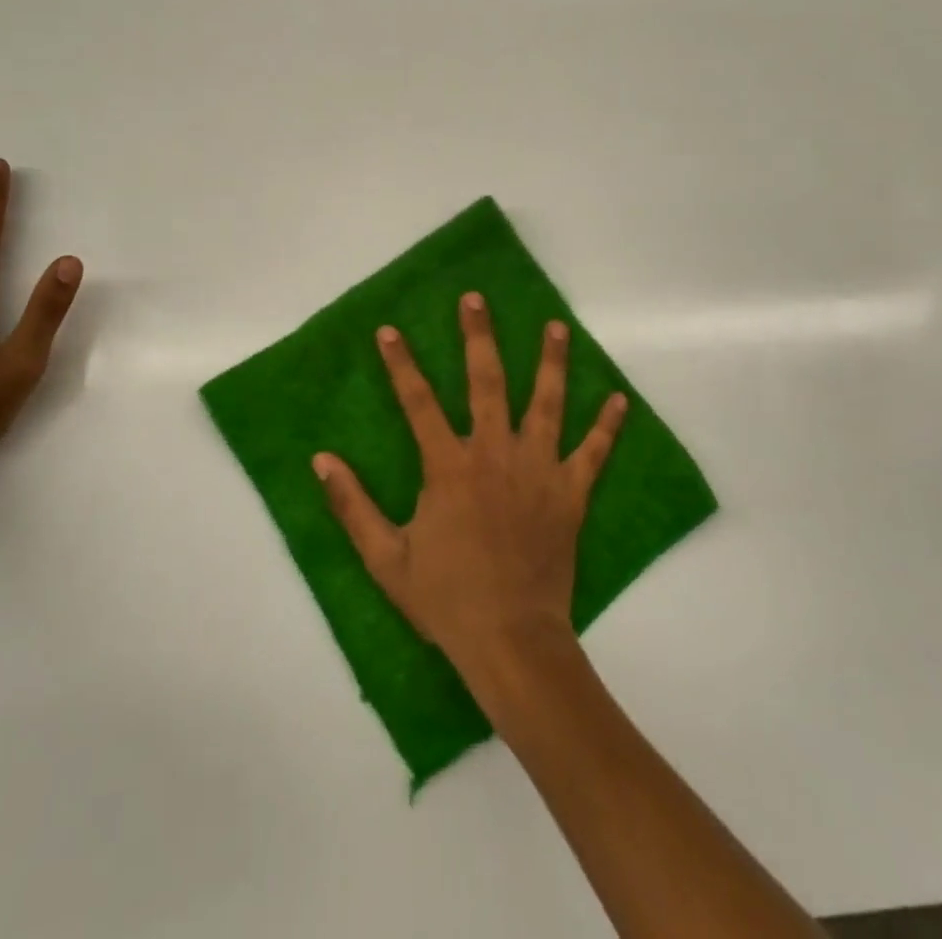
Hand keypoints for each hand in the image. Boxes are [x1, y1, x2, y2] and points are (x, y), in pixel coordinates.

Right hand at [314, 292, 626, 682]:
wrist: (511, 641)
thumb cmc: (446, 599)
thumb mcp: (385, 558)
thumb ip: (352, 505)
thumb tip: (321, 460)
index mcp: (449, 467)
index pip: (418, 402)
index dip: (402, 364)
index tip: (391, 330)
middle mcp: (495, 454)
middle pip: (487, 382)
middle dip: (479, 337)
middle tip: (476, 300)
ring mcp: (538, 471)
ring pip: (547, 404)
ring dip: (551, 362)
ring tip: (556, 326)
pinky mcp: (570, 494)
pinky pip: (593, 453)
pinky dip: (607, 426)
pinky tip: (619, 399)